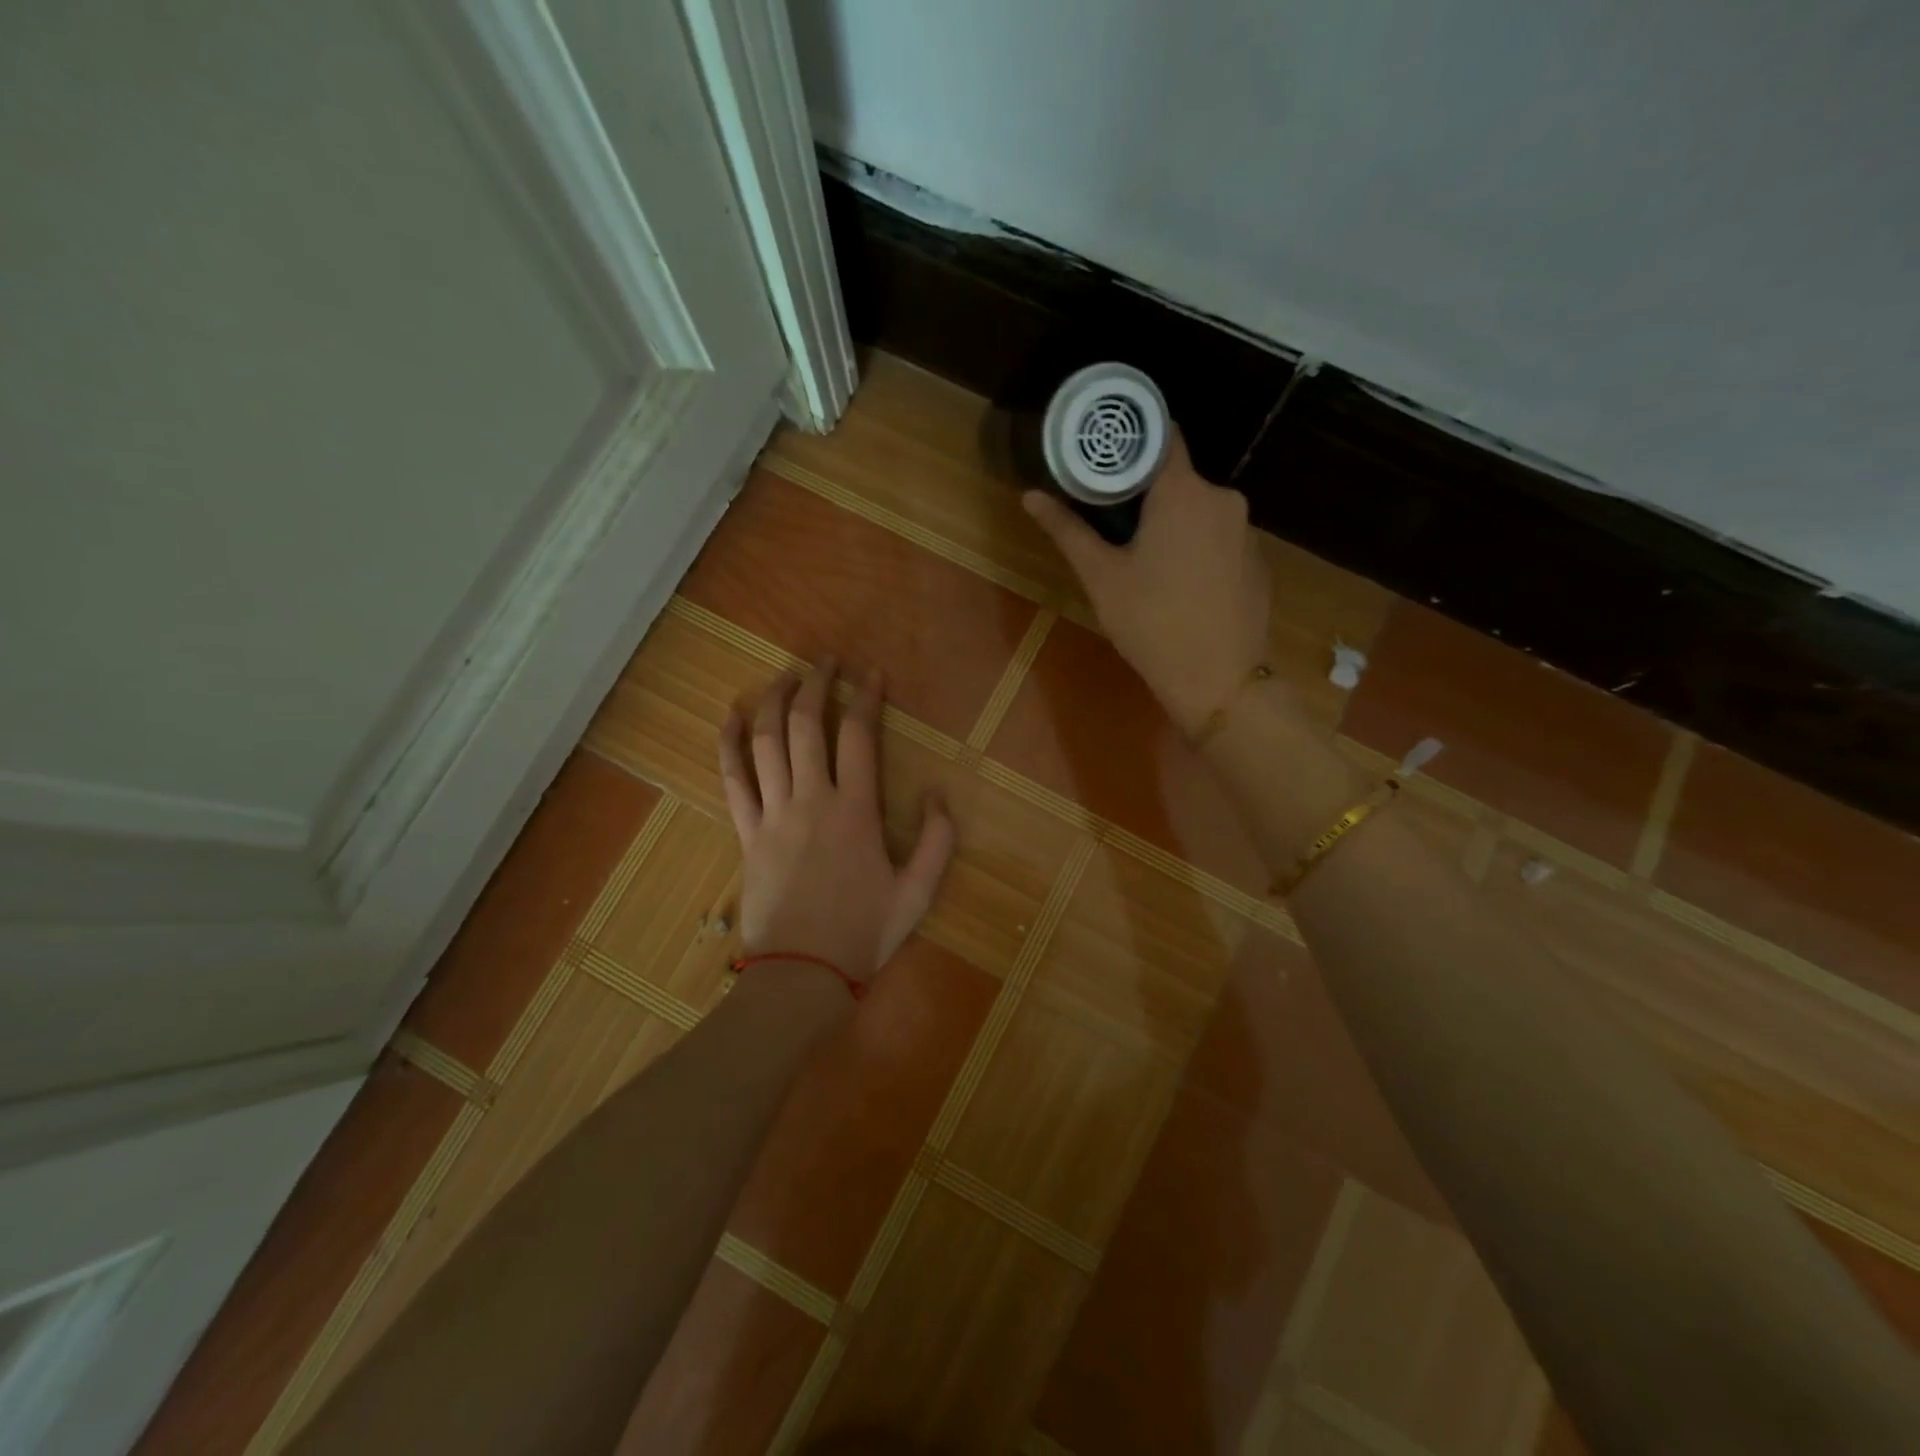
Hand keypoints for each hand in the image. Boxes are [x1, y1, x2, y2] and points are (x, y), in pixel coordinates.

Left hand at [718, 657, 954, 986]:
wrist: (802, 974)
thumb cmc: (863, 933)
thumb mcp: (918, 893)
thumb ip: (937, 840)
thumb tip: (936, 792)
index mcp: (855, 811)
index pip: (858, 736)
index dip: (865, 698)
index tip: (871, 676)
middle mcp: (811, 800)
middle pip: (806, 725)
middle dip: (816, 684)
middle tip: (825, 662)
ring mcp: (772, 814)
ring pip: (765, 742)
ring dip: (773, 701)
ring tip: (784, 677)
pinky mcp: (745, 832)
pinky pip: (731, 779)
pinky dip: (728, 744)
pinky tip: (730, 717)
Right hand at [1023, 432, 1269, 734]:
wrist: (1219, 681)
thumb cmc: (1152, 623)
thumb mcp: (1102, 577)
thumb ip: (1068, 530)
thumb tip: (1030, 496)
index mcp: (1183, 492)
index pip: (1161, 436)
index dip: (1131, 441)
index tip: (1104, 457)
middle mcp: (1223, 499)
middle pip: (1179, 479)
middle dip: (1147, 494)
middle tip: (1112, 524)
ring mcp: (1247, 531)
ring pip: (1200, 511)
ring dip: (1173, 524)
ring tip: (1144, 560)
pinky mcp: (1258, 562)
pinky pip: (1220, 539)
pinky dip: (1198, 548)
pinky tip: (1181, 585)